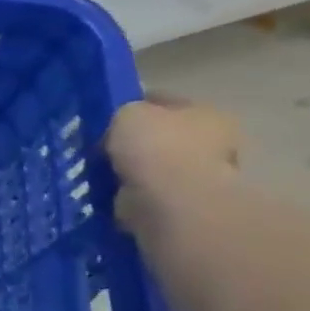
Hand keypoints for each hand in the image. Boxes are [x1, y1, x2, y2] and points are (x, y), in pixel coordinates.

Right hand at [104, 98, 241, 235]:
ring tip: (98, 171)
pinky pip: (143, 195)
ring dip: (130, 171)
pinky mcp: (179, 209)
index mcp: (206, 114)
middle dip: (134, 143)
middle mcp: (211, 145)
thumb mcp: (128, 112)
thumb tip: (118, 126)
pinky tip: (106, 192)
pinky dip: (126, 195)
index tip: (105, 115)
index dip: (133, 104)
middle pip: (161, 137)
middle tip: (100, 146)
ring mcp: (197, 180)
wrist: (169, 203)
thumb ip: (123, 113)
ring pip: (151, 169)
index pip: (164, 102)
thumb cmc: (156, 147)